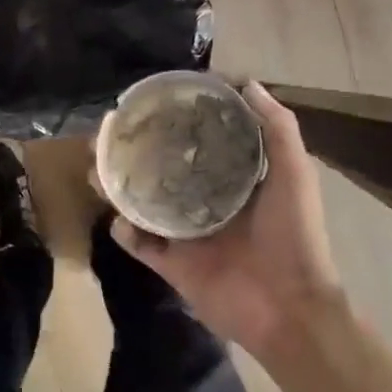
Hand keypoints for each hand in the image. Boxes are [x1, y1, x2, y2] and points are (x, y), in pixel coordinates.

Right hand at [111, 83, 342, 361]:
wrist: (289, 308)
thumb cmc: (295, 237)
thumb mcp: (294, 174)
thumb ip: (277, 129)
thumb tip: (245, 83)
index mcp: (234, 181)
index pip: (199, 143)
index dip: (176, 122)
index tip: (152, 102)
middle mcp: (206, 203)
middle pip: (162, 170)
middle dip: (135, 152)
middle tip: (110, 134)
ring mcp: (186, 235)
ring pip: (143, 204)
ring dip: (119, 187)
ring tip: (97, 167)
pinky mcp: (173, 265)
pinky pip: (141, 245)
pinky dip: (126, 231)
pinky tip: (117, 217)